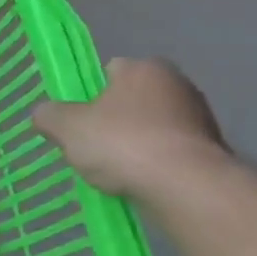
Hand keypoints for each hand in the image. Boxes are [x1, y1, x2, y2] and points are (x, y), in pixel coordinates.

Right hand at [33, 58, 229, 200]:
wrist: (187, 187)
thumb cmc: (123, 143)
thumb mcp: (67, 127)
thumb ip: (49, 115)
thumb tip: (44, 114)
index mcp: (144, 68)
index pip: (109, 70)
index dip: (87, 93)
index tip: (77, 118)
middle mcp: (178, 84)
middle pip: (130, 101)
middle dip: (111, 120)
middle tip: (90, 145)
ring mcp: (200, 119)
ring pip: (151, 128)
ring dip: (134, 144)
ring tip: (113, 170)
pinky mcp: (212, 152)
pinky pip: (169, 153)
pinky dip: (154, 165)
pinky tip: (139, 182)